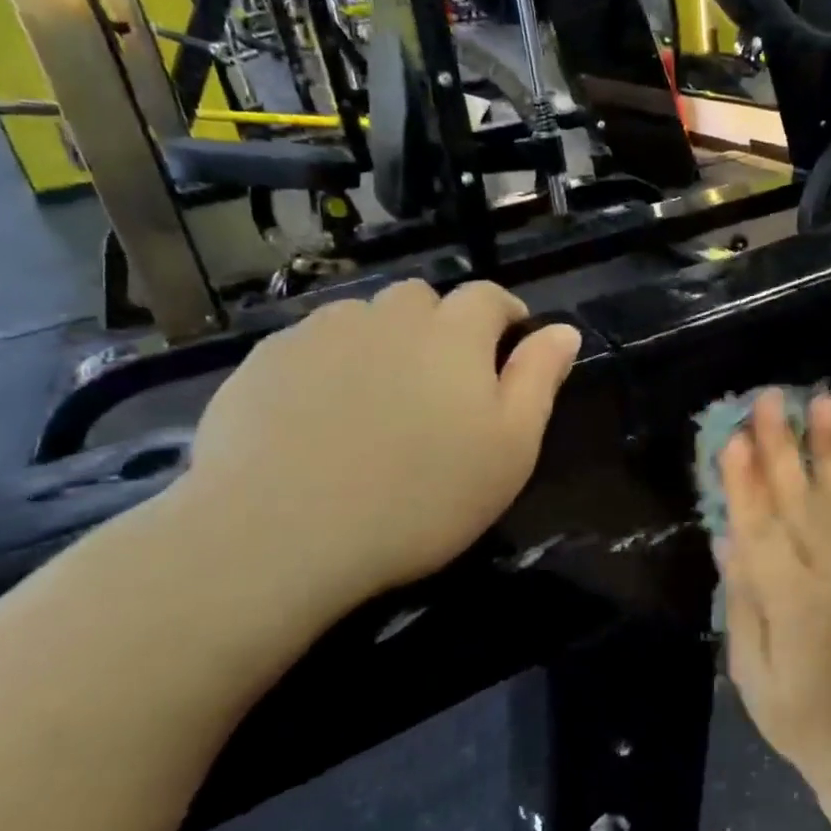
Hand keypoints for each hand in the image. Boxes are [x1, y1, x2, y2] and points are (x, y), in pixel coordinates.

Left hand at [180, 281, 580, 615]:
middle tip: (438, 386)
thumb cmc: (421, 497)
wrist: (281, 533)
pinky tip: (319, 418)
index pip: (488, 297)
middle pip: (423, 301)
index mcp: (454, 334)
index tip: (508, 346)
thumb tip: (565, 331)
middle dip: (440, 328)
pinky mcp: (265, 360)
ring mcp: (320, 333)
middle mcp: (388, 316)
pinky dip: (328, 366)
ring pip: (364, 320)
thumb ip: (538, 380)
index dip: (504, 316)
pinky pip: (311, 346)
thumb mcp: (510, 449)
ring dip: (381, 343)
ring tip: (376, 402)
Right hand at [717, 390, 830, 800]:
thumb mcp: (750, 668)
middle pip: (799, 501)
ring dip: (825, 446)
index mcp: (794, 605)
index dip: (745, 483)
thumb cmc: (795, 716)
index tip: (735, 437)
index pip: (762, 531)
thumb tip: (728, 536)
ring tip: (821, 400)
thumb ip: (743, 598)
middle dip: (782, 446)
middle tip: (770, 398)